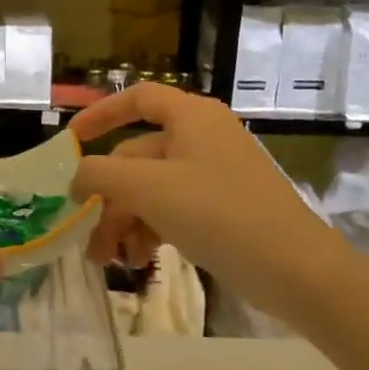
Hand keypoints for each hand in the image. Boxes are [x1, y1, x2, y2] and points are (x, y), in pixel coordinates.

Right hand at [68, 84, 332, 303]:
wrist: (297, 270)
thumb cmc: (218, 214)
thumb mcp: (147, 189)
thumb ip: (100, 174)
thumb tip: (77, 177)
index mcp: (190, 117)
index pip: (137, 98)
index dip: (100, 114)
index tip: (71, 140)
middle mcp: (202, 137)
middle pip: (137, 156)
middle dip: (109, 198)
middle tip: (88, 237)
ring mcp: (215, 173)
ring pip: (152, 188)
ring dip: (126, 220)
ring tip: (112, 260)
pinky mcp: (225, 206)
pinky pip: (175, 208)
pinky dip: (152, 229)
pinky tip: (141, 259)